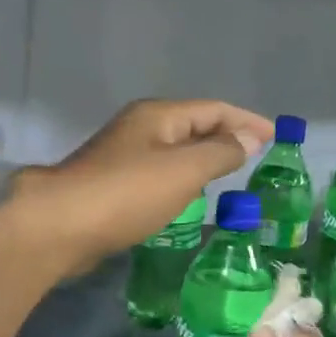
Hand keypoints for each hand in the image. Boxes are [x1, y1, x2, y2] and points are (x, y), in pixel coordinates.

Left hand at [3, 98, 273, 277]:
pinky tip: (188, 197)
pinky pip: (158, 174)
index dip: (247, 120)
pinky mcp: (111, 184)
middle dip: (226, 137)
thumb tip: (248, 138)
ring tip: (230, 175)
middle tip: (256, 157)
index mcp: (157, 116)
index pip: (213, 109)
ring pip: (174, 151)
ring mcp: (121, 155)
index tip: (277, 136)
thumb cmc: (125, 194)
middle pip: (193, 125)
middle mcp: (139, 128)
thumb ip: (220, 152)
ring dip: (203, 159)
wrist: (58, 227)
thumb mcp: (183, 170)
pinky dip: (181, 179)